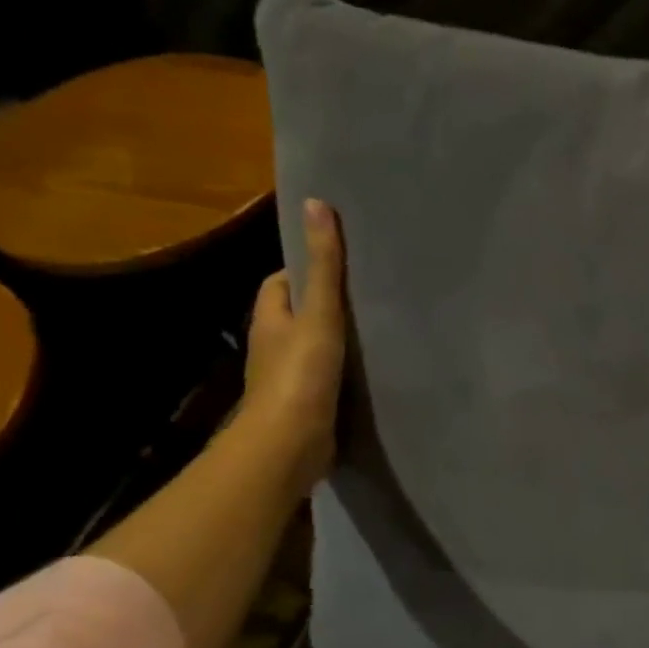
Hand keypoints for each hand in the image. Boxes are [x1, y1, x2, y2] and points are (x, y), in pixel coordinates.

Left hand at [241, 198, 346, 495]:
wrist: (290, 443)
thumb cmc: (300, 373)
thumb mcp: (319, 312)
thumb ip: (325, 266)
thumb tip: (315, 204)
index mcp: (270, 318)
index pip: (282, 283)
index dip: (306, 270)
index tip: (340, 265)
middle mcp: (274, 345)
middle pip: (298, 315)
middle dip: (326, 305)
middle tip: (369, 297)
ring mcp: (289, 378)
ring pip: (314, 347)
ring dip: (337, 341)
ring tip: (378, 331)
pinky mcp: (307, 404)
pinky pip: (326, 377)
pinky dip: (344, 371)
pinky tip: (372, 371)